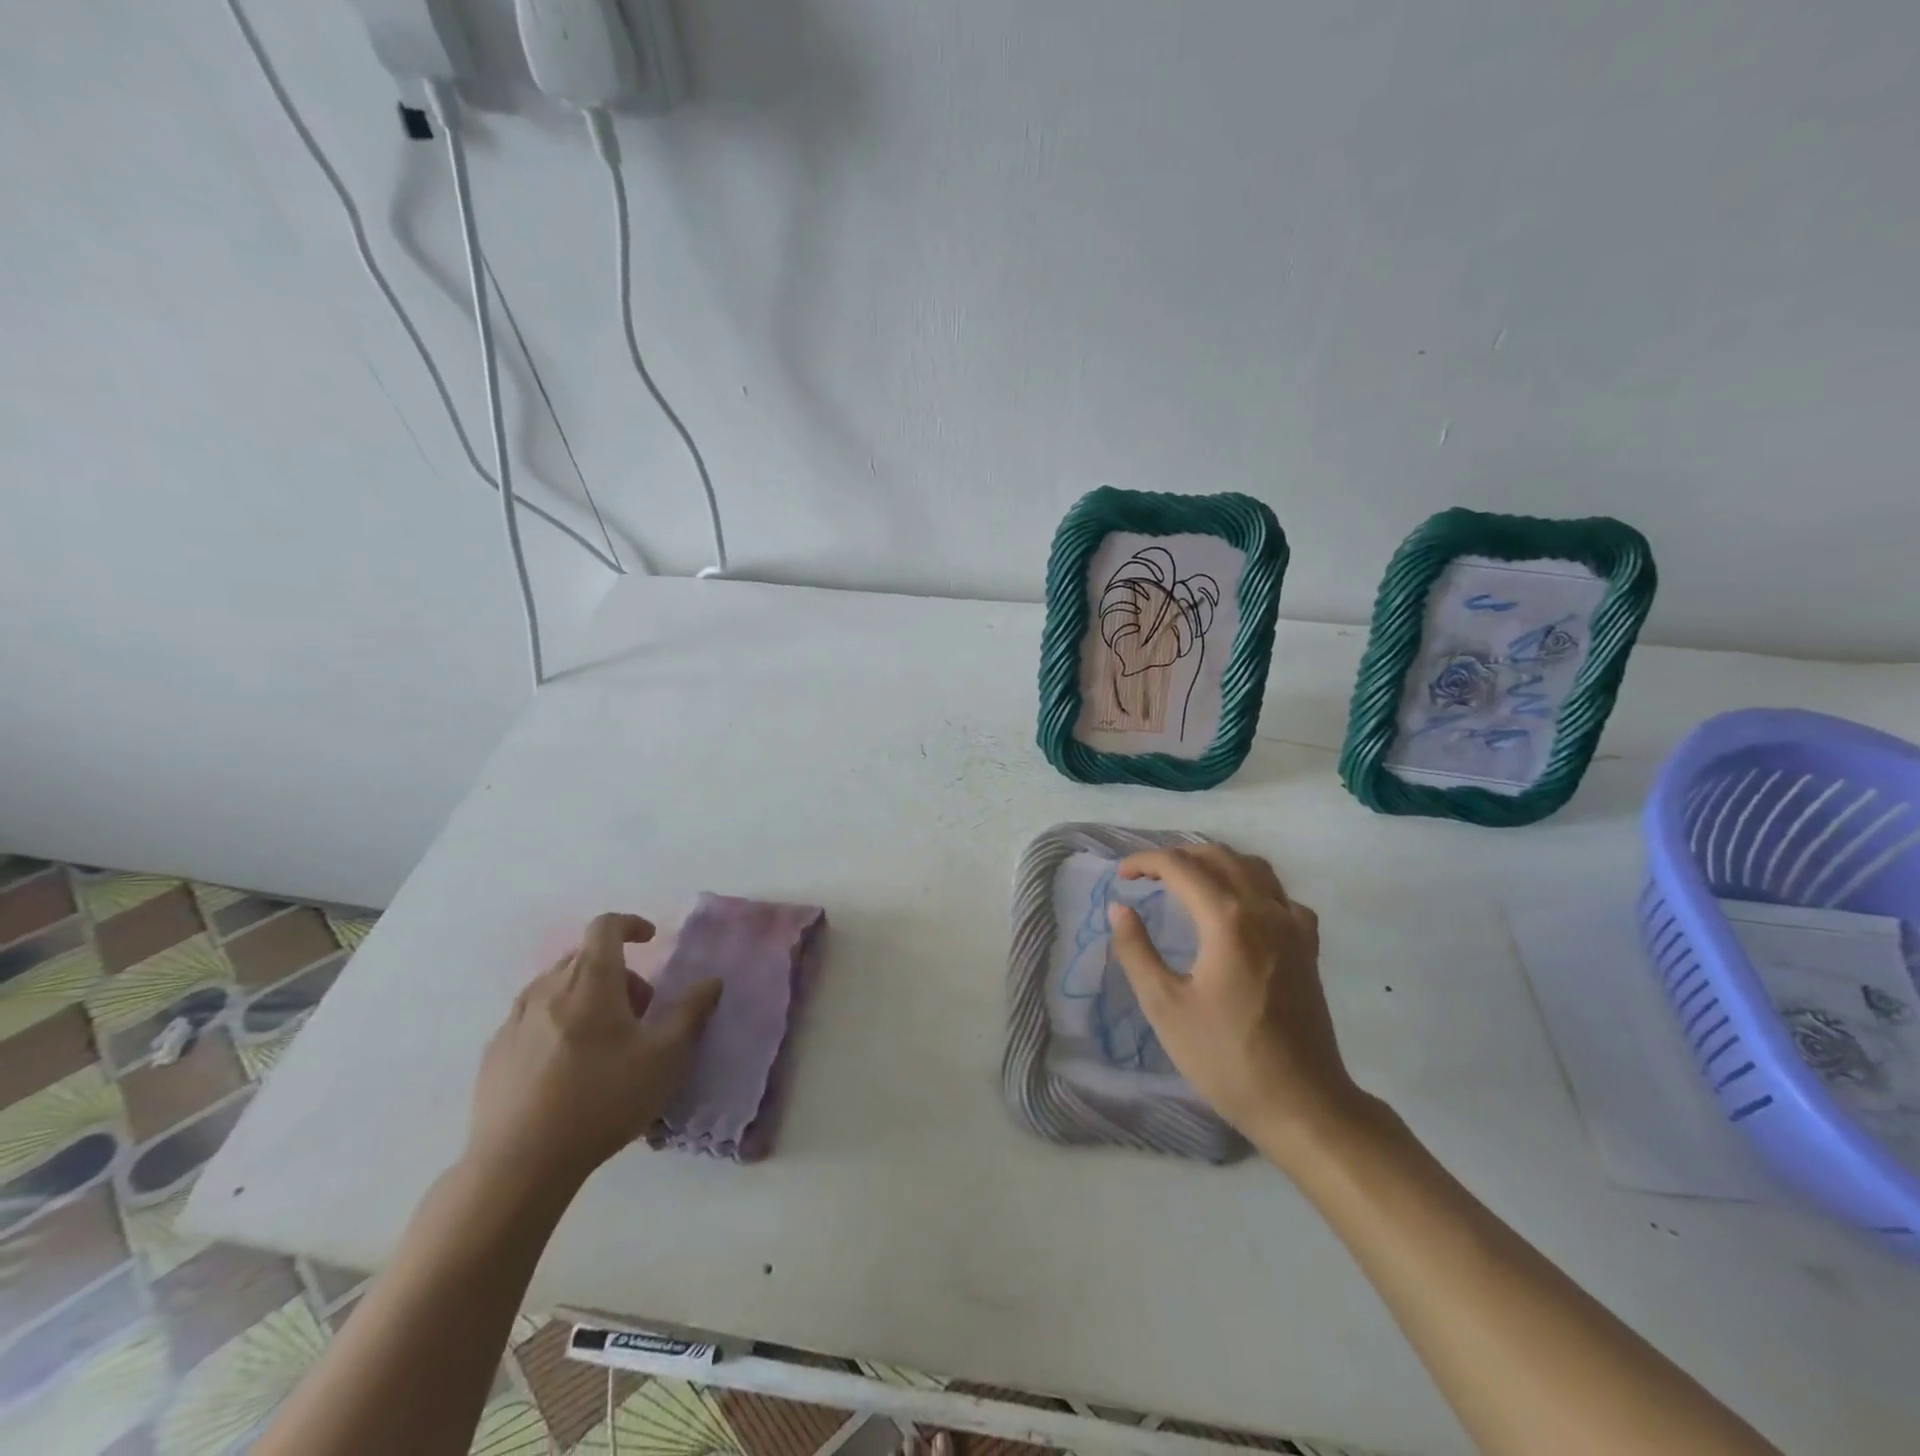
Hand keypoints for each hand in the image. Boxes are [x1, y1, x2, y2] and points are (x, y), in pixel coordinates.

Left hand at [465, 913, 721, 1194]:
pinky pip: (532, 1019)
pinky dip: (556, 1024)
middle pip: (584, 958)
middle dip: (617, 973)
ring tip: (604, 1042)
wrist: (518, 1165)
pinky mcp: (494, 1053)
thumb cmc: (602, 1099)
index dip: (630, 924)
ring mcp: (515, 1020)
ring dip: (586, 998)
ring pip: (556, 988)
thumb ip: (690, 1012)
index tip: (650, 940)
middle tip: (639, 1011)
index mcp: (591, 980)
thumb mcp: (664, 1057)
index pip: (606, 926)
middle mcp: (548, 988)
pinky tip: (566, 1068)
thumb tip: (711, 981)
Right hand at [1108, 845, 1367, 1162]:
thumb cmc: (1226, 1058)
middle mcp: (1264, 909)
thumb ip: (1137, 951)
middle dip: (1178, 856)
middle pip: (1218, 857)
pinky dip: (1252, 886)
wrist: (1303, 1104)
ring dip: (1215, 863)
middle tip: (1147, 876)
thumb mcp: (1165, 1007)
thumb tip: (1119, 909)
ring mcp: (1293, 926)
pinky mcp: (1309, 947)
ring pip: (1253, 868)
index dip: (1145, 862)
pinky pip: (1280, 895)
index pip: (1180, 867)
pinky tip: (1240, 909)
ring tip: (1188, 880)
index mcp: (1227, 919)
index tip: (1121, 876)